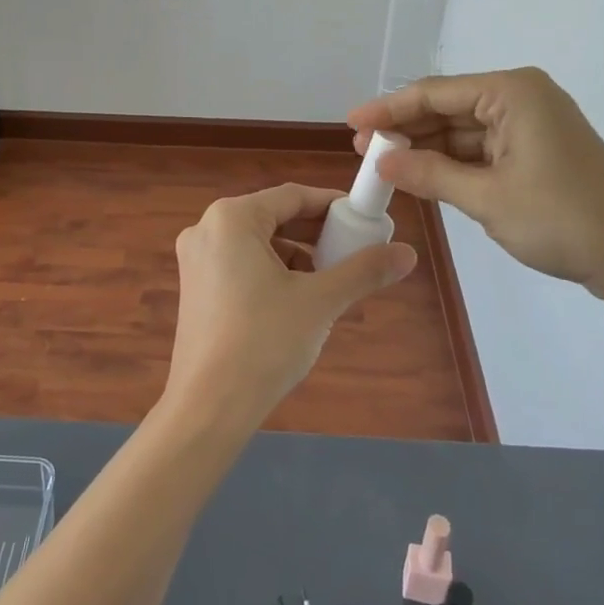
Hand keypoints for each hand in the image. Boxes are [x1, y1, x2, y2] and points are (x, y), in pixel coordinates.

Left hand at [166, 184, 416, 430]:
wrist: (209, 408)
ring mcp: (196, 259)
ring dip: (297, 255)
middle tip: (353, 251)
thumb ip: (363, 271)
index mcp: (231, 218)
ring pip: (258, 243)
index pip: (292, 196)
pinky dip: (272, 272)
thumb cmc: (264, 342)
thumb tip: (409, 253)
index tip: (365, 220)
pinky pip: (241, 264)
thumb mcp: (320, 302)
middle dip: (316, 234)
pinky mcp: (195, 288)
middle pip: (273, 217)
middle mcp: (207, 228)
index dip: (333, 206)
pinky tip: (298, 300)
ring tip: (331, 280)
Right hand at [348, 68, 603, 293]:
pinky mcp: (536, 151)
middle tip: (361, 150)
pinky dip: (452, 163)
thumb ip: (430, 174)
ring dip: (426, 148)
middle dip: (405, 130)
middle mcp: (520, 98)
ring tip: (383, 165)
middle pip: (448, 108)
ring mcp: (530, 124)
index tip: (351, 123)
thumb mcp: (487, 198)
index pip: (435, 93)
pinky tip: (421, 176)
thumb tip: (380, 162)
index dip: (389, 109)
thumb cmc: (563, 219)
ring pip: (463, 130)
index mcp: (512, 92)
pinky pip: (482, 149)